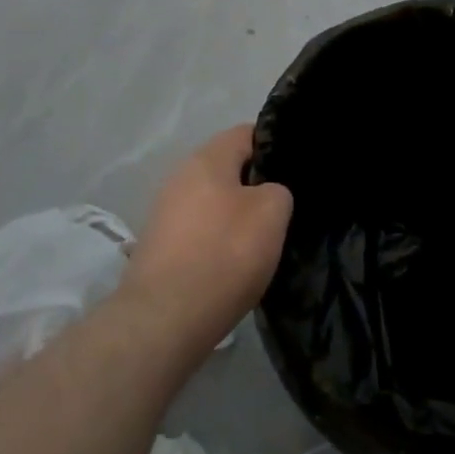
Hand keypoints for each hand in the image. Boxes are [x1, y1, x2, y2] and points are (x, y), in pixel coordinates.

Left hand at [120, 125, 293, 360]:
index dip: (275, 148)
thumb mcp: (272, 213)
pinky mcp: (159, 245)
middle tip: (283, 210)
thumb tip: (267, 194)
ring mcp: (165, 211)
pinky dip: (216, 241)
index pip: (247, 134)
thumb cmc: (224, 254)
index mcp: (207, 158)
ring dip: (235, 216)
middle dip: (255, 185)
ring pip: (213, 201)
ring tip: (260, 240)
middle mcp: (180, 176)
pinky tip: (232, 264)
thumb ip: (278, 190)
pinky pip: (198, 230)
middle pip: (228, 168)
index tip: (295, 173)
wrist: (164, 319)